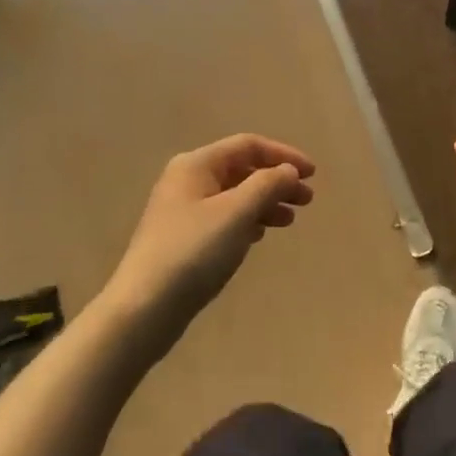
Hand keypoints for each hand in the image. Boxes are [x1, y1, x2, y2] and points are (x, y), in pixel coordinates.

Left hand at [104, 134, 316, 352]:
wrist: (143, 309)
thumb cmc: (193, 252)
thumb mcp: (237, 213)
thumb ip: (267, 185)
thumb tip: (289, 170)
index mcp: (196, 164)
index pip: (248, 145)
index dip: (283, 155)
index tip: (313, 174)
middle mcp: (187, 180)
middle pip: (241, 169)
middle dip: (276, 181)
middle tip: (307, 201)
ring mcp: (182, 210)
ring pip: (234, 195)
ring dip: (265, 202)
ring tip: (289, 221)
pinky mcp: (183, 238)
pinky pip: (224, 218)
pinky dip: (247, 220)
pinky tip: (260, 235)